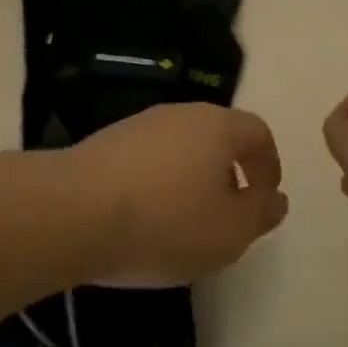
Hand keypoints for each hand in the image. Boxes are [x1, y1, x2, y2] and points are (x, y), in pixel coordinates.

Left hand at [67, 102, 287, 286]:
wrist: (72, 213)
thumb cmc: (166, 221)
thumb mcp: (229, 232)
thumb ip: (260, 214)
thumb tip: (275, 199)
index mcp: (218, 127)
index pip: (258, 133)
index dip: (269, 166)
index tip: (264, 199)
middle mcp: (180, 114)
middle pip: (217, 138)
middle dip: (229, 174)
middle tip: (226, 214)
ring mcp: (138, 125)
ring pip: (180, 149)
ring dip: (190, 180)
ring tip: (183, 223)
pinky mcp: (103, 144)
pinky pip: (146, 161)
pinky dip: (156, 185)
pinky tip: (143, 219)